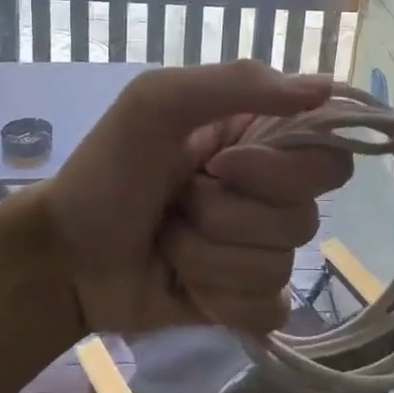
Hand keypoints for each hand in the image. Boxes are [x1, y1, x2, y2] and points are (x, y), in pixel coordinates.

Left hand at [39, 61, 352, 336]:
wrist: (65, 256)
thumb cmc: (108, 168)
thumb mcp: (159, 101)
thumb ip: (240, 83)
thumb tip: (327, 88)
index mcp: (260, 140)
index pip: (327, 157)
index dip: (282, 170)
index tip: (224, 165)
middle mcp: (269, 193)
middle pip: (305, 217)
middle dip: (227, 215)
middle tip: (179, 201)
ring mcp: (259, 250)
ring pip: (279, 264)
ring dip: (208, 254)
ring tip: (168, 239)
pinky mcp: (246, 301)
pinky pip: (268, 309)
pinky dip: (219, 298)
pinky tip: (184, 284)